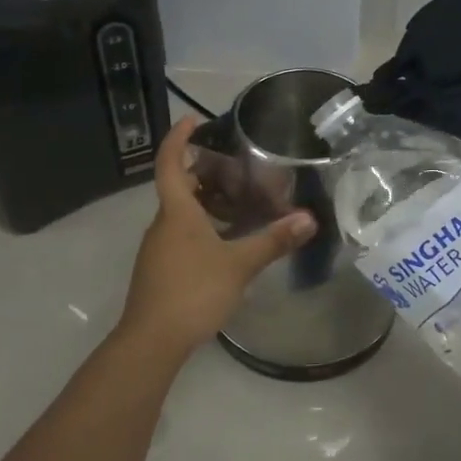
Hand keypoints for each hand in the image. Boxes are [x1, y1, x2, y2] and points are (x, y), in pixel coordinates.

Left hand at [117, 116, 315, 354]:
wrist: (151, 341)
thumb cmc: (193, 292)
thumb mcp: (239, 264)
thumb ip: (273, 240)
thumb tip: (308, 219)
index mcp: (177, 212)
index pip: (171, 162)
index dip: (179, 138)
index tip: (192, 120)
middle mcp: (163, 223)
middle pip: (179, 186)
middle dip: (204, 172)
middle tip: (236, 167)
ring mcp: (159, 247)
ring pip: (182, 212)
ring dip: (206, 201)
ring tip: (240, 202)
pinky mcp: (161, 268)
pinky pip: (182, 234)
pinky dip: (203, 226)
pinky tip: (228, 240)